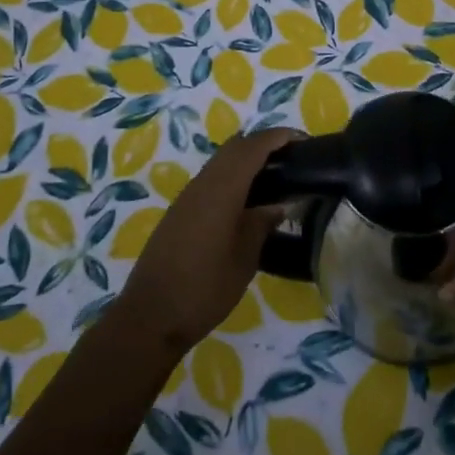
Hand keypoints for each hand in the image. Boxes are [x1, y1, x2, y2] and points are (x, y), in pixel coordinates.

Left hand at [114, 127, 301, 355]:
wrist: (150, 316)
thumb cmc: (204, 288)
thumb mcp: (244, 259)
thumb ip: (261, 224)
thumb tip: (277, 205)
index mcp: (221, 190)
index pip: (253, 147)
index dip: (278, 137)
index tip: (303, 140)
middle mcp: (202, 184)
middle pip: (235, 147)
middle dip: (263, 144)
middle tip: (292, 159)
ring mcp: (187, 197)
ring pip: (220, 162)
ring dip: (246, 160)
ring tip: (275, 178)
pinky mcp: (179, 212)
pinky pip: (211, 179)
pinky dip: (232, 177)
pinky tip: (247, 202)